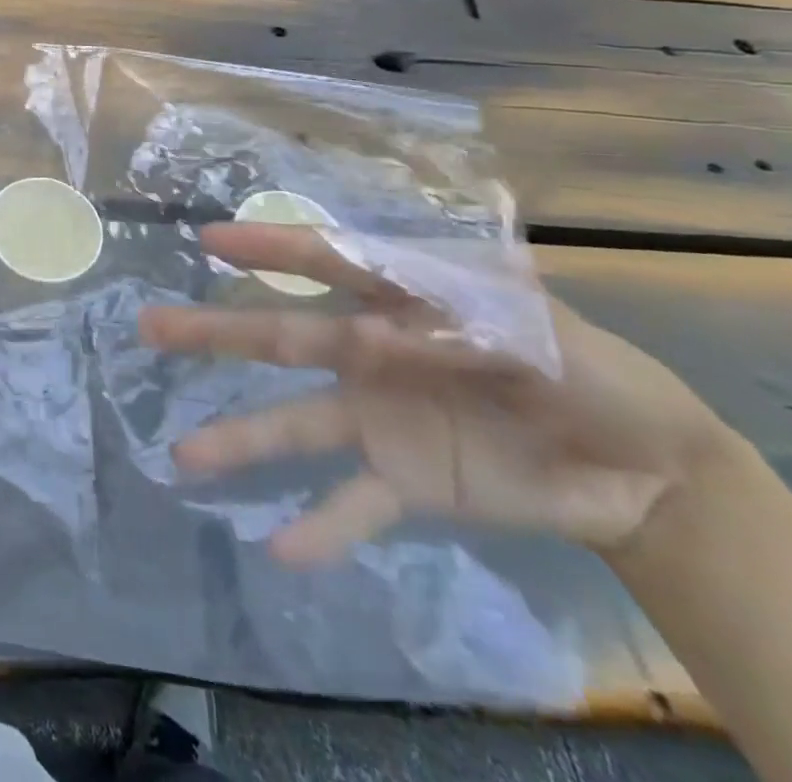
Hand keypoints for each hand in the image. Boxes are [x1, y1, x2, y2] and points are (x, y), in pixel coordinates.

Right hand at [139, 224, 734, 566]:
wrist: (642, 468)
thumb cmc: (589, 370)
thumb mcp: (543, 334)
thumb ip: (458, 331)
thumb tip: (368, 340)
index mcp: (400, 301)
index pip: (324, 263)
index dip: (268, 248)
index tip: (211, 242)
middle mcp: (369, 352)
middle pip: (280, 336)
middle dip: (213, 331)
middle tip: (149, 327)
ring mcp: (378, 417)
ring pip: (295, 424)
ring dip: (240, 440)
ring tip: (185, 455)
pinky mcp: (403, 479)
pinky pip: (352, 503)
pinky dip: (318, 526)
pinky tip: (278, 549)